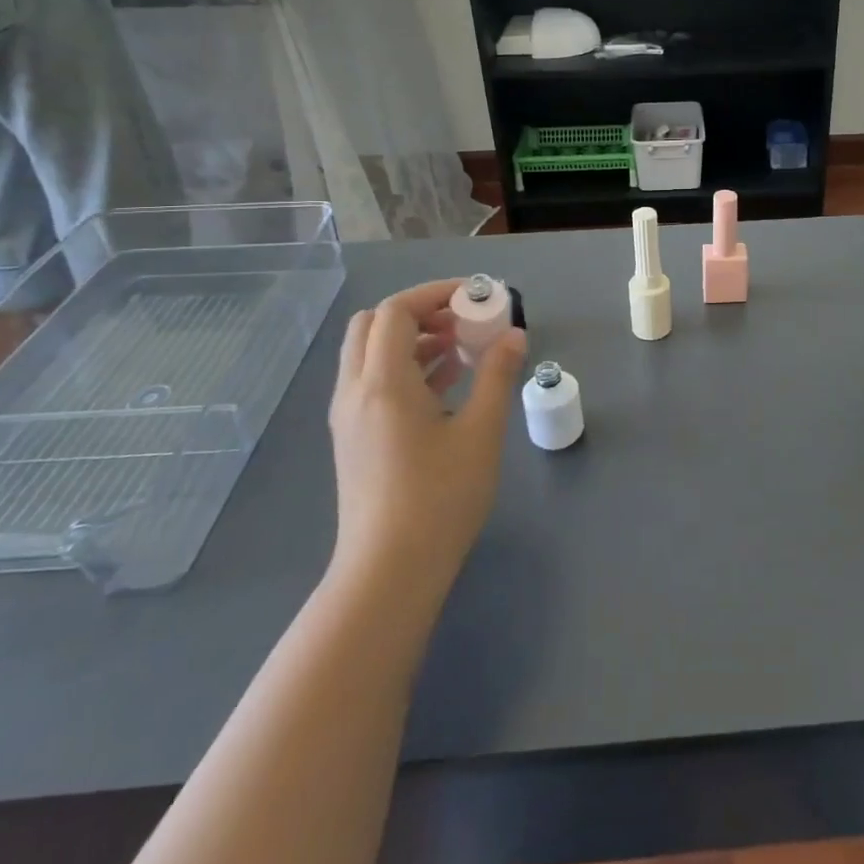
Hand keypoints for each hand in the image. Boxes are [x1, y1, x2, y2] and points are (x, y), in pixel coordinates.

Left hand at [327, 279, 526, 584]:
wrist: (389, 570)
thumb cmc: (440, 498)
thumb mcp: (480, 433)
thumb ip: (497, 376)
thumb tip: (514, 335)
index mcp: (383, 382)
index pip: (397, 310)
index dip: (436, 293)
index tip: (476, 296)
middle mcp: (355, 390)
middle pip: (374, 324)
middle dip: (420, 312)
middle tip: (463, 322)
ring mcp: (349, 416)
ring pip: (370, 353)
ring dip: (412, 339)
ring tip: (462, 350)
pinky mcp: (354, 438)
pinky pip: (373, 381)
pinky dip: (404, 367)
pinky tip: (445, 385)